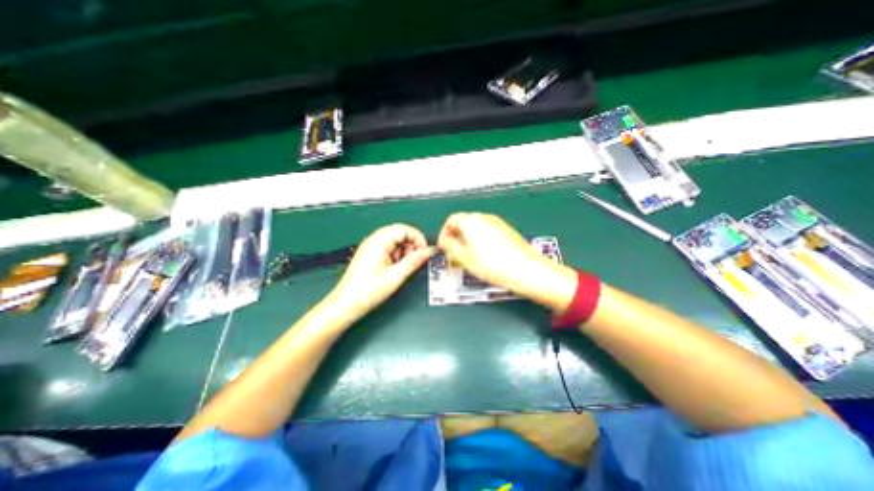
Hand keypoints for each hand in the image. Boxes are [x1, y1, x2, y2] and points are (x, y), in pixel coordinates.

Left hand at [325, 222, 433, 322]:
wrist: (346, 304)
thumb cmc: (369, 291)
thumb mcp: (396, 276)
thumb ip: (414, 261)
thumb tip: (429, 251)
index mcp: (379, 241)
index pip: (404, 229)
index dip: (418, 238)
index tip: (425, 252)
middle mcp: (374, 239)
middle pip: (399, 233)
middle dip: (411, 245)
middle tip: (416, 260)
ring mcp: (371, 246)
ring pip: (395, 240)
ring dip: (404, 250)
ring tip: (404, 267)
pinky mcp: (370, 254)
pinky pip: (388, 248)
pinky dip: (396, 255)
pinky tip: (396, 268)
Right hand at [440, 210, 577, 310]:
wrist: (526, 270)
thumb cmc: (495, 265)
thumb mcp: (464, 258)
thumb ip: (450, 246)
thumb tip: (445, 241)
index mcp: (471, 221)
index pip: (451, 220)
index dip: (444, 233)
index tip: (444, 246)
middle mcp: (484, 218)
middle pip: (464, 223)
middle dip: (456, 237)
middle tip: (454, 253)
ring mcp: (497, 223)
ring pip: (476, 228)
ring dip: (468, 240)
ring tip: (468, 257)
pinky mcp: (506, 231)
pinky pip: (487, 232)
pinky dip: (480, 241)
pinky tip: (483, 256)